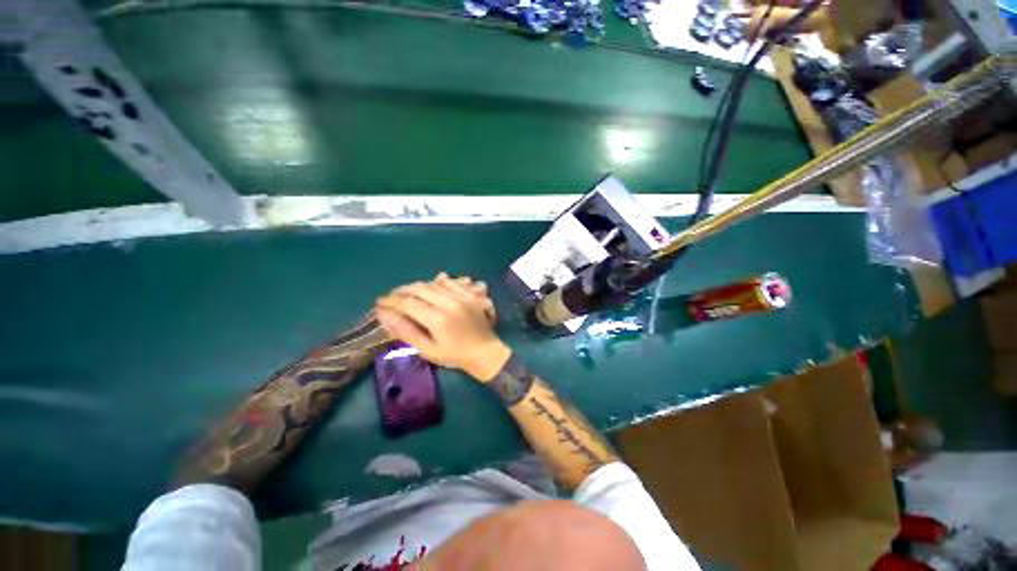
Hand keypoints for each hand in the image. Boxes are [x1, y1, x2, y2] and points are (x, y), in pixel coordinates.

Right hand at [375, 274, 510, 381]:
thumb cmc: (455, 355)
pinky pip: (449, 282)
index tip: (379, 303)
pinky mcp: (469, 294)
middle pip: (418, 288)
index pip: (407, 303)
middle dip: (400, 290)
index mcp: (437, 319)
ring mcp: (461, 296)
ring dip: (416, 286)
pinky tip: (429, 288)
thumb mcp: (429, 350)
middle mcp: (448, 302)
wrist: (485, 351)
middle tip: (390, 297)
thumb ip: (407, 332)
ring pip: (432, 284)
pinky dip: (435, 283)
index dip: (390, 301)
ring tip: (406, 292)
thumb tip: (386, 316)